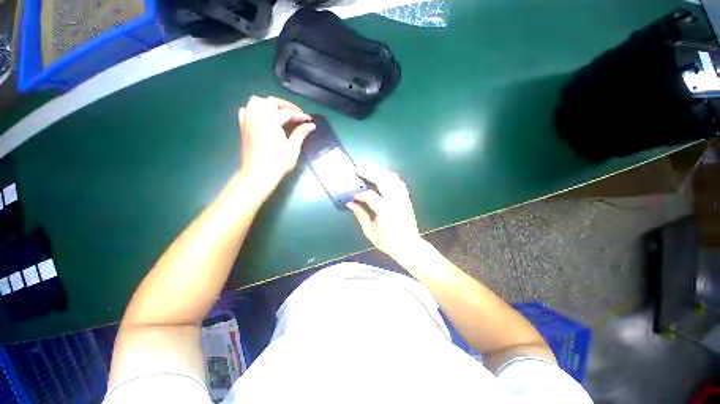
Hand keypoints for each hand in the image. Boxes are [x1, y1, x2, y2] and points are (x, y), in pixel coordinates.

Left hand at [238, 95, 315, 196]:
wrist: (258, 175)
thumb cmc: (278, 163)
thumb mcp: (293, 149)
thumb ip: (301, 134)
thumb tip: (311, 125)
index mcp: (271, 121)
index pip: (288, 113)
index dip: (300, 116)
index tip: (309, 121)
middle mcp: (258, 116)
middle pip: (270, 101)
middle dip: (285, 105)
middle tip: (296, 115)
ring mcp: (248, 121)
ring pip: (256, 102)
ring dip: (269, 105)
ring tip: (279, 114)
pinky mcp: (243, 128)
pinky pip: (246, 111)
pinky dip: (254, 110)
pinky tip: (262, 119)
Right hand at [347, 167, 422, 259]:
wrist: (409, 246)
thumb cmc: (388, 242)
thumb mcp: (370, 232)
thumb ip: (360, 216)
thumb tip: (351, 204)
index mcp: (385, 210)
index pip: (370, 195)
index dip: (360, 194)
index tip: (353, 196)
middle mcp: (395, 201)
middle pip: (383, 180)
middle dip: (369, 173)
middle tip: (359, 170)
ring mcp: (403, 198)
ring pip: (392, 178)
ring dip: (380, 173)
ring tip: (370, 172)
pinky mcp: (407, 198)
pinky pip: (399, 183)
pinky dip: (390, 178)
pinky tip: (383, 178)